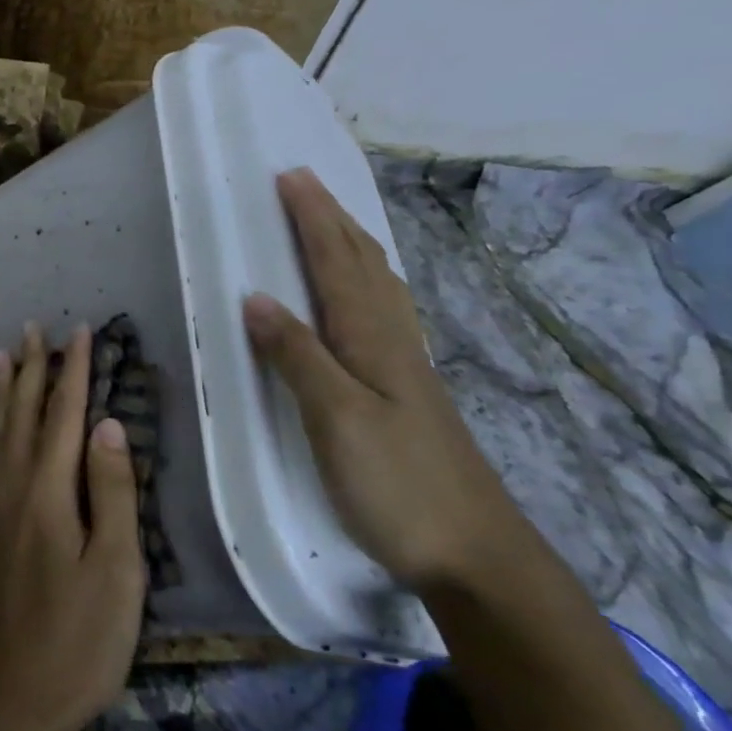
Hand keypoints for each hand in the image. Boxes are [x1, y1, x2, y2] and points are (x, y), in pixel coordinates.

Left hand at [0, 322, 145, 730]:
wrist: (17, 701)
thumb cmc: (82, 640)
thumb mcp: (117, 570)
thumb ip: (113, 493)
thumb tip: (107, 425)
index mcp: (49, 495)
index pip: (63, 418)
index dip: (72, 373)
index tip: (77, 332)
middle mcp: (11, 492)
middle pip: (21, 418)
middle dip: (30, 370)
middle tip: (32, 328)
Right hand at [242, 169, 522, 591]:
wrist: (476, 553)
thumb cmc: (399, 484)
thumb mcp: (337, 420)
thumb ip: (298, 357)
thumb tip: (256, 297)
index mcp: (372, 340)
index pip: (336, 263)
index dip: (312, 219)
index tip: (289, 177)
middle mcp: (393, 341)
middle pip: (362, 264)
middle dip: (331, 219)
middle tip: (303, 183)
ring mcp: (406, 366)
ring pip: (377, 285)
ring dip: (351, 244)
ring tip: (331, 221)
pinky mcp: (408, 391)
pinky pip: (383, 313)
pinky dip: (367, 282)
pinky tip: (366, 295)